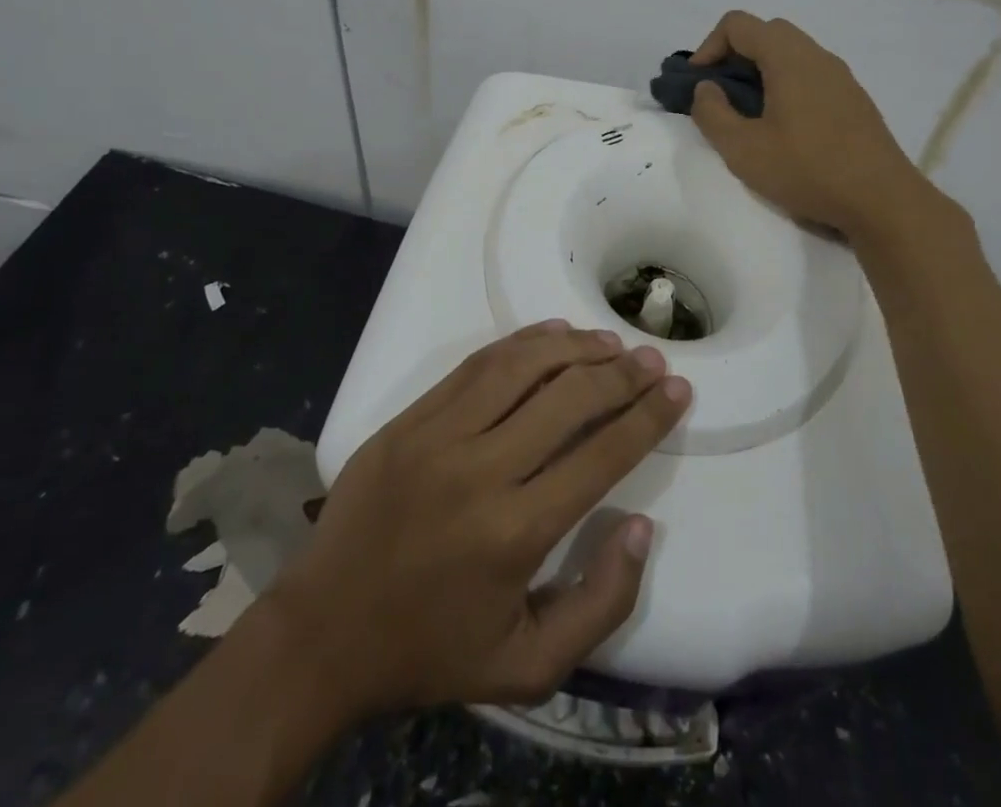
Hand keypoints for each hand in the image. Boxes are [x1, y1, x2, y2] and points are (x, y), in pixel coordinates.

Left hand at [280, 321, 689, 713]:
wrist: (323, 633)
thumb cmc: (431, 650)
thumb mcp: (528, 666)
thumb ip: (599, 604)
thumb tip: (640, 526)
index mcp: (515, 533)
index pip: (601, 454)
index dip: (647, 416)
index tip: (678, 390)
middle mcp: (481, 471)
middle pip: (568, 398)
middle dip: (622, 373)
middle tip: (653, 359)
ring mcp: (439, 436)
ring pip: (522, 367)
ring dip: (575, 346)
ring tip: (609, 342)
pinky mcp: (410, 419)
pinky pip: (477, 365)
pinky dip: (522, 342)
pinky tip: (552, 333)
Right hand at [688, 10, 930, 237]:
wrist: (883, 200)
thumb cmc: (808, 170)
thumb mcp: (743, 149)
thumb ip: (712, 113)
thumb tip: (706, 88)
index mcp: (788, 58)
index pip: (738, 24)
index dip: (708, 47)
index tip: (698, 84)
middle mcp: (817, 56)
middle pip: (766, 32)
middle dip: (734, 55)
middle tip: (720, 94)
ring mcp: (841, 76)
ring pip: (791, 53)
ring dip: (761, 71)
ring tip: (749, 113)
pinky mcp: (854, 99)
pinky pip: (811, 74)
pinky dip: (786, 84)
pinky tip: (785, 128)